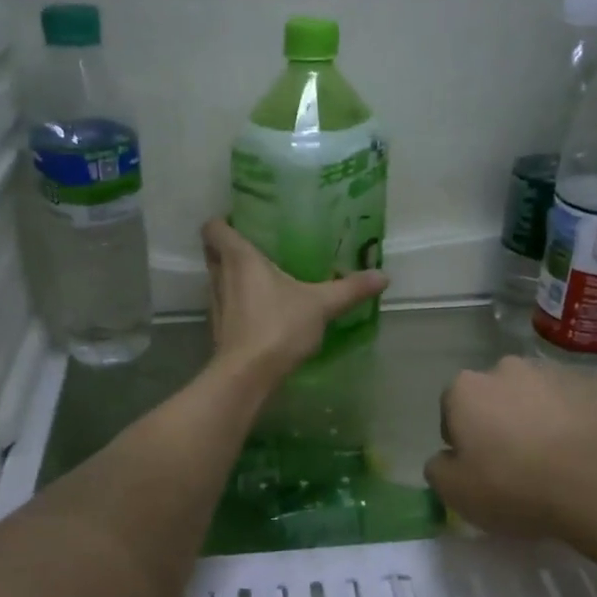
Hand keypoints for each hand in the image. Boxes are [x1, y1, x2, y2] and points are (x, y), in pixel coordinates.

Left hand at [202, 219, 387, 388]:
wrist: (247, 374)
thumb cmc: (278, 326)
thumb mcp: (321, 305)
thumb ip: (350, 289)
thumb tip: (384, 276)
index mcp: (239, 258)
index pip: (214, 228)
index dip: (223, 221)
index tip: (243, 222)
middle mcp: (220, 275)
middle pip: (212, 251)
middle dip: (227, 247)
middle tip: (257, 247)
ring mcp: (216, 304)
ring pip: (217, 278)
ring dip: (232, 276)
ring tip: (261, 277)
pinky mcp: (218, 328)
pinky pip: (225, 304)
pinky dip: (237, 302)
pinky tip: (261, 309)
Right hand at [424, 357, 596, 560]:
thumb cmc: (517, 487)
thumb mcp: (456, 494)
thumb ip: (438, 469)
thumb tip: (446, 458)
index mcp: (466, 390)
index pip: (452, 409)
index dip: (462, 440)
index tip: (479, 467)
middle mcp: (506, 368)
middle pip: (494, 396)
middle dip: (500, 421)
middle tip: (516, 462)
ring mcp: (554, 371)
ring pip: (536, 395)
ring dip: (537, 418)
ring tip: (555, 458)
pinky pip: (574, 401)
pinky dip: (574, 419)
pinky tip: (584, 451)